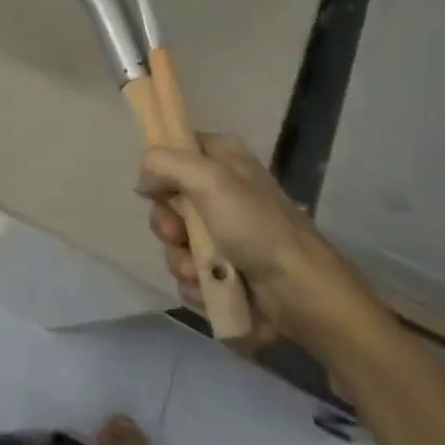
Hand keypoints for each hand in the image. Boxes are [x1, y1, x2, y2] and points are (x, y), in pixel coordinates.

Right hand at [138, 133, 384, 354]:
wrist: (301, 293)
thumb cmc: (256, 226)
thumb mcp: (208, 179)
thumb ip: (163, 164)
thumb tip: (143, 182)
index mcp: (223, 160)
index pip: (175, 150)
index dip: (161, 170)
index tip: (156, 189)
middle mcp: (222, 192)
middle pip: (168, 201)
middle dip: (167, 225)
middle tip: (178, 235)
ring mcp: (224, 234)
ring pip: (175, 241)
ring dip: (180, 260)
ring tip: (202, 272)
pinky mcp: (226, 270)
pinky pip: (189, 272)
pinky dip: (195, 283)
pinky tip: (211, 289)